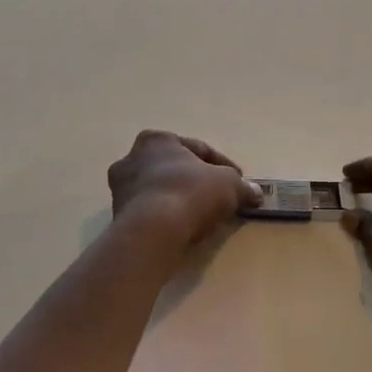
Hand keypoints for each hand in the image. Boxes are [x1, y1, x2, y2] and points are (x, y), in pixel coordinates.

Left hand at [109, 131, 264, 248]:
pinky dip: (166, 217)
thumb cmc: (190, 193)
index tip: (239, 182)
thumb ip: (242, 186)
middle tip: (218, 199)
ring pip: (160, 190)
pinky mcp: (117, 215)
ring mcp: (121, 187)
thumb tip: (254, 193)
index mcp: (157, 140)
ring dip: (180, 200)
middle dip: (196, 182)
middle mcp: (132, 157)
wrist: (152, 231)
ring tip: (202, 218)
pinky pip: (150, 212)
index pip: (198, 150)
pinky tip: (183, 229)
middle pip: (175, 169)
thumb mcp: (228, 185)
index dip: (223, 166)